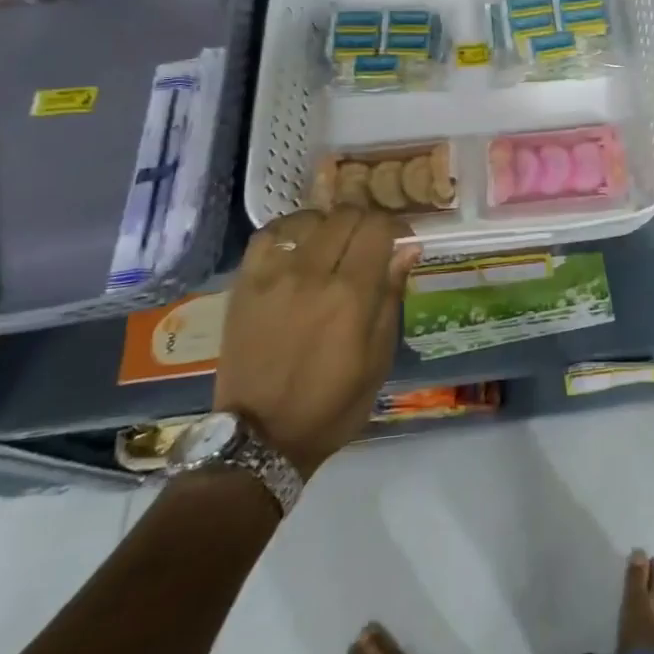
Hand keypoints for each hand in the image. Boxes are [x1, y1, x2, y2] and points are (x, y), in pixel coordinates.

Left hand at [213, 208, 419, 477]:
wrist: (260, 438)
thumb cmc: (332, 404)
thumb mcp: (379, 358)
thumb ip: (391, 296)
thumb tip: (408, 248)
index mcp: (351, 296)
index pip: (378, 227)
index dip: (395, 226)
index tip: (400, 241)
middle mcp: (312, 275)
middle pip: (346, 215)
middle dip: (365, 222)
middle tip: (369, 244)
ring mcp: (273, 276)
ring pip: (310, 219)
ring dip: (329, 225)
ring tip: (333, 245)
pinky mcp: (244, 284)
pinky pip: (268, 235)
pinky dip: (290, 231)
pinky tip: (299, 246)